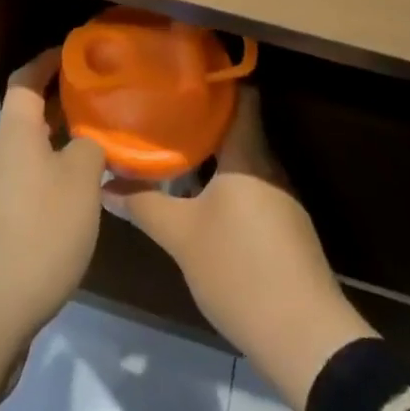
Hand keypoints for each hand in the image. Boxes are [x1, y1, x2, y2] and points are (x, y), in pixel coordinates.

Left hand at [0, 50, 106, 345]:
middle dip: (64, 106)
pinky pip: (28, 188)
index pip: (26, 79)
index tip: (77, 53)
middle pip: (28, 117)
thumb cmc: (35, 235)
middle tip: (104, 103)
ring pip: (31, 155)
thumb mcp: (80, 184)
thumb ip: (92, 150)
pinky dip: (54, 182)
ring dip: (62, 147)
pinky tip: (81, 203)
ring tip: (102, 152)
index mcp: (15, 134)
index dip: (48, 61)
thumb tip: (92, 140)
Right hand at [113, 87, 375, 410]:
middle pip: (236, 129)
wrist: (305, 338)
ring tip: (170, 149)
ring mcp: (280, 199)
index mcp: (248, 156)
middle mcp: (268, 168)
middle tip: (160, 111)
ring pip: (240, 162)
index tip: (180, 72)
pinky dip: (222, 183)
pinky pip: (248, 188)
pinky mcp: (284, 229)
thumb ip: (144, 205)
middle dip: (199, 120)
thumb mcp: (182, 237)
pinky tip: (196, 196)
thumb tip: (104, 184)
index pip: (241, 97)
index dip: (214, 80)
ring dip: (209, 155)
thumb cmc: (241, 270)